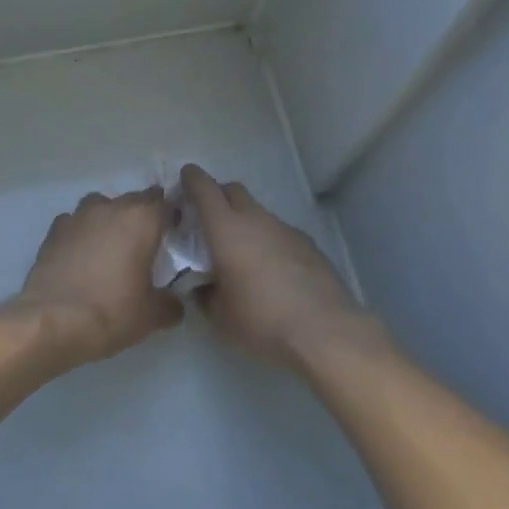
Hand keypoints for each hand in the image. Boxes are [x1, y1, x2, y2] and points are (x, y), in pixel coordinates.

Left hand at [11, 188, 183, 364]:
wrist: (53, 322)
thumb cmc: (112, 312)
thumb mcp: (152, 315)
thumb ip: (170, 304)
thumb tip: (174, 304)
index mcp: (141, 220)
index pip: (165, 203)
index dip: (172, 215)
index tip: (174, 232)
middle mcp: (110, 208)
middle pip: (133, 200)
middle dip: (142, 216)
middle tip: (146, 242)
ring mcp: (77, 217)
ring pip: (100, 205)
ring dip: (108, 218)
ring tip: (111, 244)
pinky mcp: (53, 232)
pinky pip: (74, 223)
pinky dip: (81, 232)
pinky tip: (81, 254)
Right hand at [181, 164, 380, 374]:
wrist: (323, 330)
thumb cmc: (260, 320)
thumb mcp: (219, 315)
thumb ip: (204, 294)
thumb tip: (202, 286)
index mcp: (226, 230)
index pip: (205, 189)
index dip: (192, 179)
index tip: (184, 178)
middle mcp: (257, 220)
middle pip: (233, 191)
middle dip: (217, 196)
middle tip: (206, 218)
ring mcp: (286, 230)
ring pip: (258, 213)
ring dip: (244, 222)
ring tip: (239, 252)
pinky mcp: (308, 245)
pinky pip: (278, 233)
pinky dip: (267, 240)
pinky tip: (269, 270)